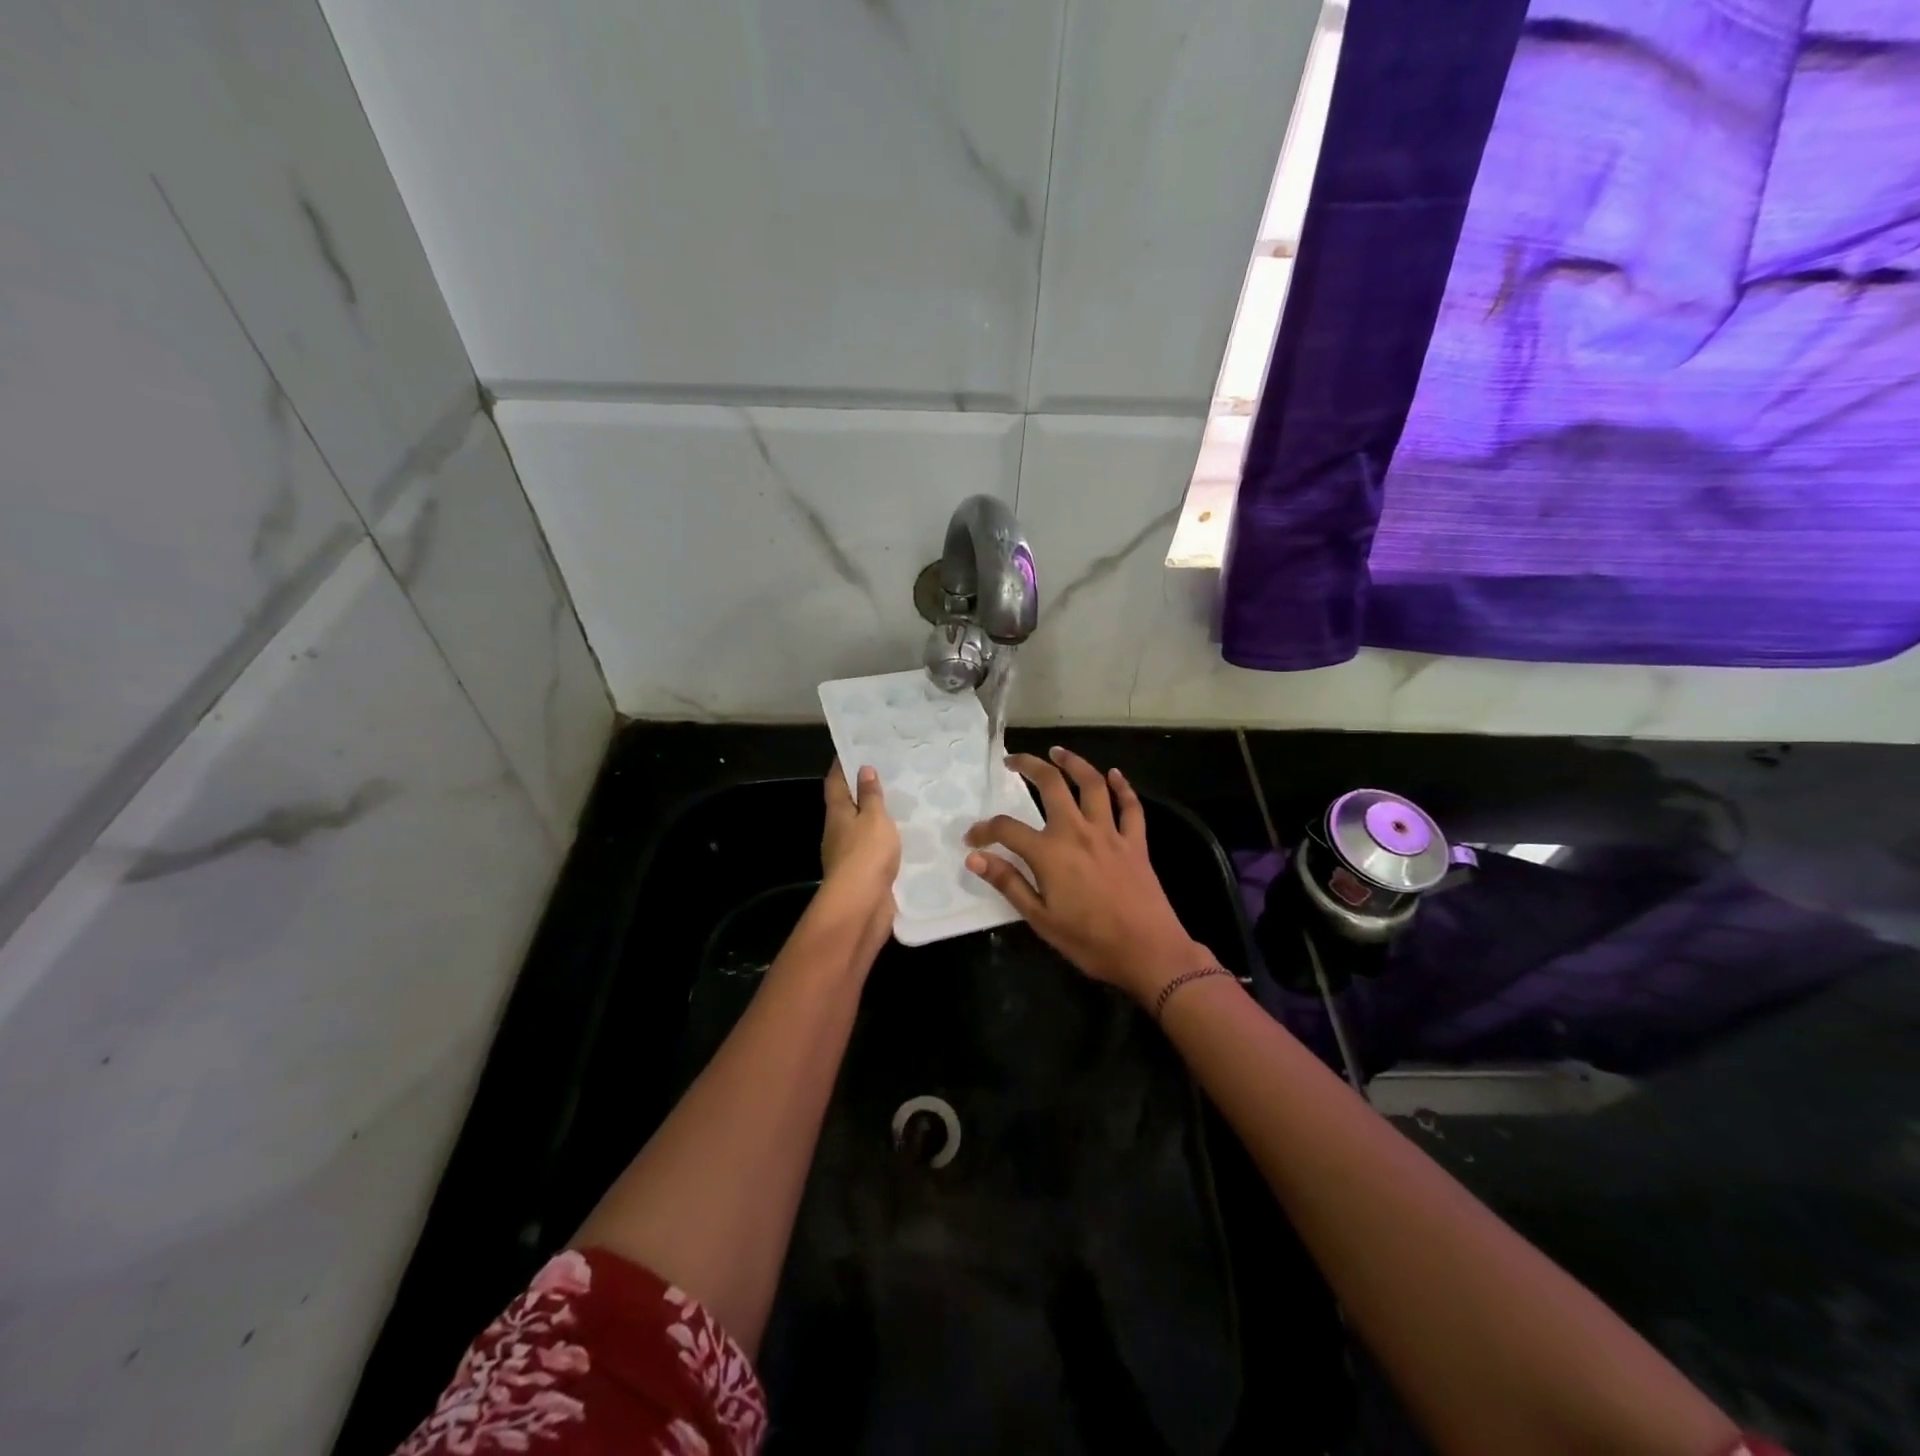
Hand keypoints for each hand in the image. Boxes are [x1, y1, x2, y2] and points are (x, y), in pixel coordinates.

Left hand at [821, 760, 899, 929]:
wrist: (861, 905)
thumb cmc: (866, 853)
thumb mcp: (873, 817)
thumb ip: (871, 796)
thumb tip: (863, 769)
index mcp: (837, 813)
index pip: (836, 783)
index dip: (841, 766)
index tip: (851, 750)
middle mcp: (838, 832)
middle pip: (845, 806)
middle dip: (860, 792)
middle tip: (883, 775)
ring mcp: (848, 855)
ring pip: (860, 829)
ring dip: (873, 818)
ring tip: (897, 805)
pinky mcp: (862, 875)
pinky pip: (872, 850)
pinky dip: (882, 841)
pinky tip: (899, 838)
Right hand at [965, 747, 1206, 1004]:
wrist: (1148, 952)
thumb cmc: (1089, 941)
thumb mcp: (1040, 918)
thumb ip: (1008, 883)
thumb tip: (975, 858)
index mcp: (1050, 852)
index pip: (1007, 829)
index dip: (985, 830)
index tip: (973, 838)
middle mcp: (1077, 831)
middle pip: (1052, 785)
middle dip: (1029, 766)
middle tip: (1013, 760)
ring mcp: (1110, 833)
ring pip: (1092, 784)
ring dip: (1074, 763)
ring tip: (1058, 752)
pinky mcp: (1135, 842)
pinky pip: (1130, 807)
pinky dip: (1123, 787)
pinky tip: (1115, 775)